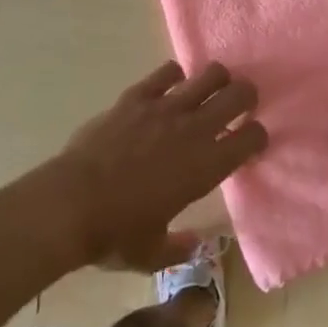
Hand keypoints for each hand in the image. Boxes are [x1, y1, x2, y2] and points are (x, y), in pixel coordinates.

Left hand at [48, 61, 266, 271]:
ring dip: (217, 80)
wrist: (69, 204)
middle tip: (240, 106)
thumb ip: (179, 247)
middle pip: (239, 94)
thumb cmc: (115, 233)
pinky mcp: (136, 96)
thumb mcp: (152, 253)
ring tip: (210, 90)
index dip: (258, 137)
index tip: (251, 143)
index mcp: (206, 167)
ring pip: (209, 74)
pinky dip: (174, 76)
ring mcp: (165, 107)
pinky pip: (167, 73)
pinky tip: (170, 87)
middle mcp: (194, 129)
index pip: (252, 138)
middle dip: (246, 97)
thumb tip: (196, 244)